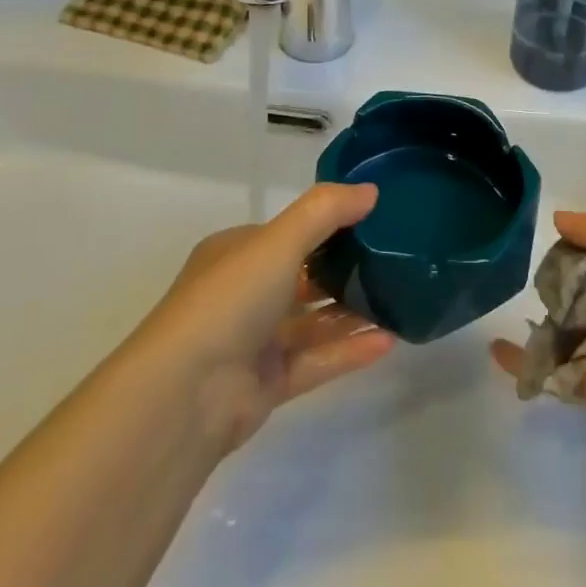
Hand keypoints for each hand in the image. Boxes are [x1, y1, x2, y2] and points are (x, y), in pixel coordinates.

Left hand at [138, 183, 396, 457]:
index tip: (374, 220)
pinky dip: (349, 350)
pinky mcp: (267, 384)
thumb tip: (371, 191)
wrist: (185, 395)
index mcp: (236, 254)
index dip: (329, 224)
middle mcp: (243, 294)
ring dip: (352, 311)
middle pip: (303, 276)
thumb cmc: (230, 299)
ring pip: (312, 321)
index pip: (288, 232)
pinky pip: (317, 360)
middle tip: (395, 260)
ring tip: (401, 300)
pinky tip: (389, 340)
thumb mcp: (280, 240)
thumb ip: (326, 210)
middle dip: (345, 269)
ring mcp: (254, 342)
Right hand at [491, 210, 585, 457]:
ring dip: (549, 301)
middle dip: (567, 264)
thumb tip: (559, 218)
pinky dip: (519, 354)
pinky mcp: (582, 373)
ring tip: (532, 292)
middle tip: (549, 262)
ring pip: (567, 310)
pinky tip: (495, 345)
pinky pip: (545, 358)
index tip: (565, 225)